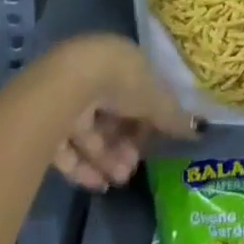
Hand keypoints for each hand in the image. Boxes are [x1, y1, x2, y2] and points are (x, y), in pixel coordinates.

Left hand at [46, 35, 197, 190]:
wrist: (66, 86)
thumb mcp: (156, 99)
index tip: (154, 141)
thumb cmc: (120, 82)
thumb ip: (174, 117)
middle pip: (113, 114)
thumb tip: (199, 130)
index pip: (138, 90)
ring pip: (91, 132)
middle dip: (126, 144)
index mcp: (121, 60)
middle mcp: (94, 74)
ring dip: (108, 158)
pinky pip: (68, 146)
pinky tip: (97, 184)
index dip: (147, 118)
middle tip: (133, 168)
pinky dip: (83, 166)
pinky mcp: (44, 120)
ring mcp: (67, 96)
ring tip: (118, 180)